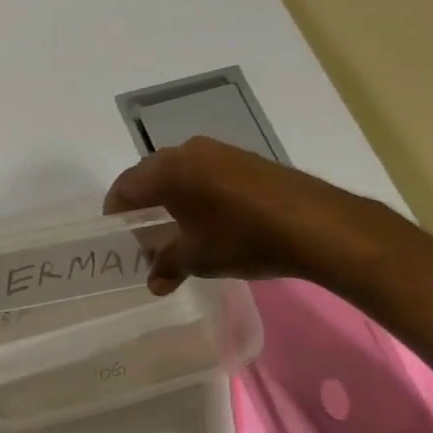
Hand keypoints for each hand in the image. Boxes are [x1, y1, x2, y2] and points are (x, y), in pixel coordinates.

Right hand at [104, 137, 374, 293]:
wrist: (316, 225)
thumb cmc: (243, 238)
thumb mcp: (198, 258)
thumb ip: (167, 266)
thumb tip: (154, 282)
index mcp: (167, 172)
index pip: (125, 186)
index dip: (116, 212)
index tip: (118, 235)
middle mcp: (187, 152)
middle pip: (149, 175)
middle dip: (143, 204)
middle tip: (145, 235)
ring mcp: (218, 151)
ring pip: (179, 171)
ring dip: (171, 197)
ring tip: (177, 228)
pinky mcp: (244, 158)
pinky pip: (205, 171)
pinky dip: (196, 191)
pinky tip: (210, 218)